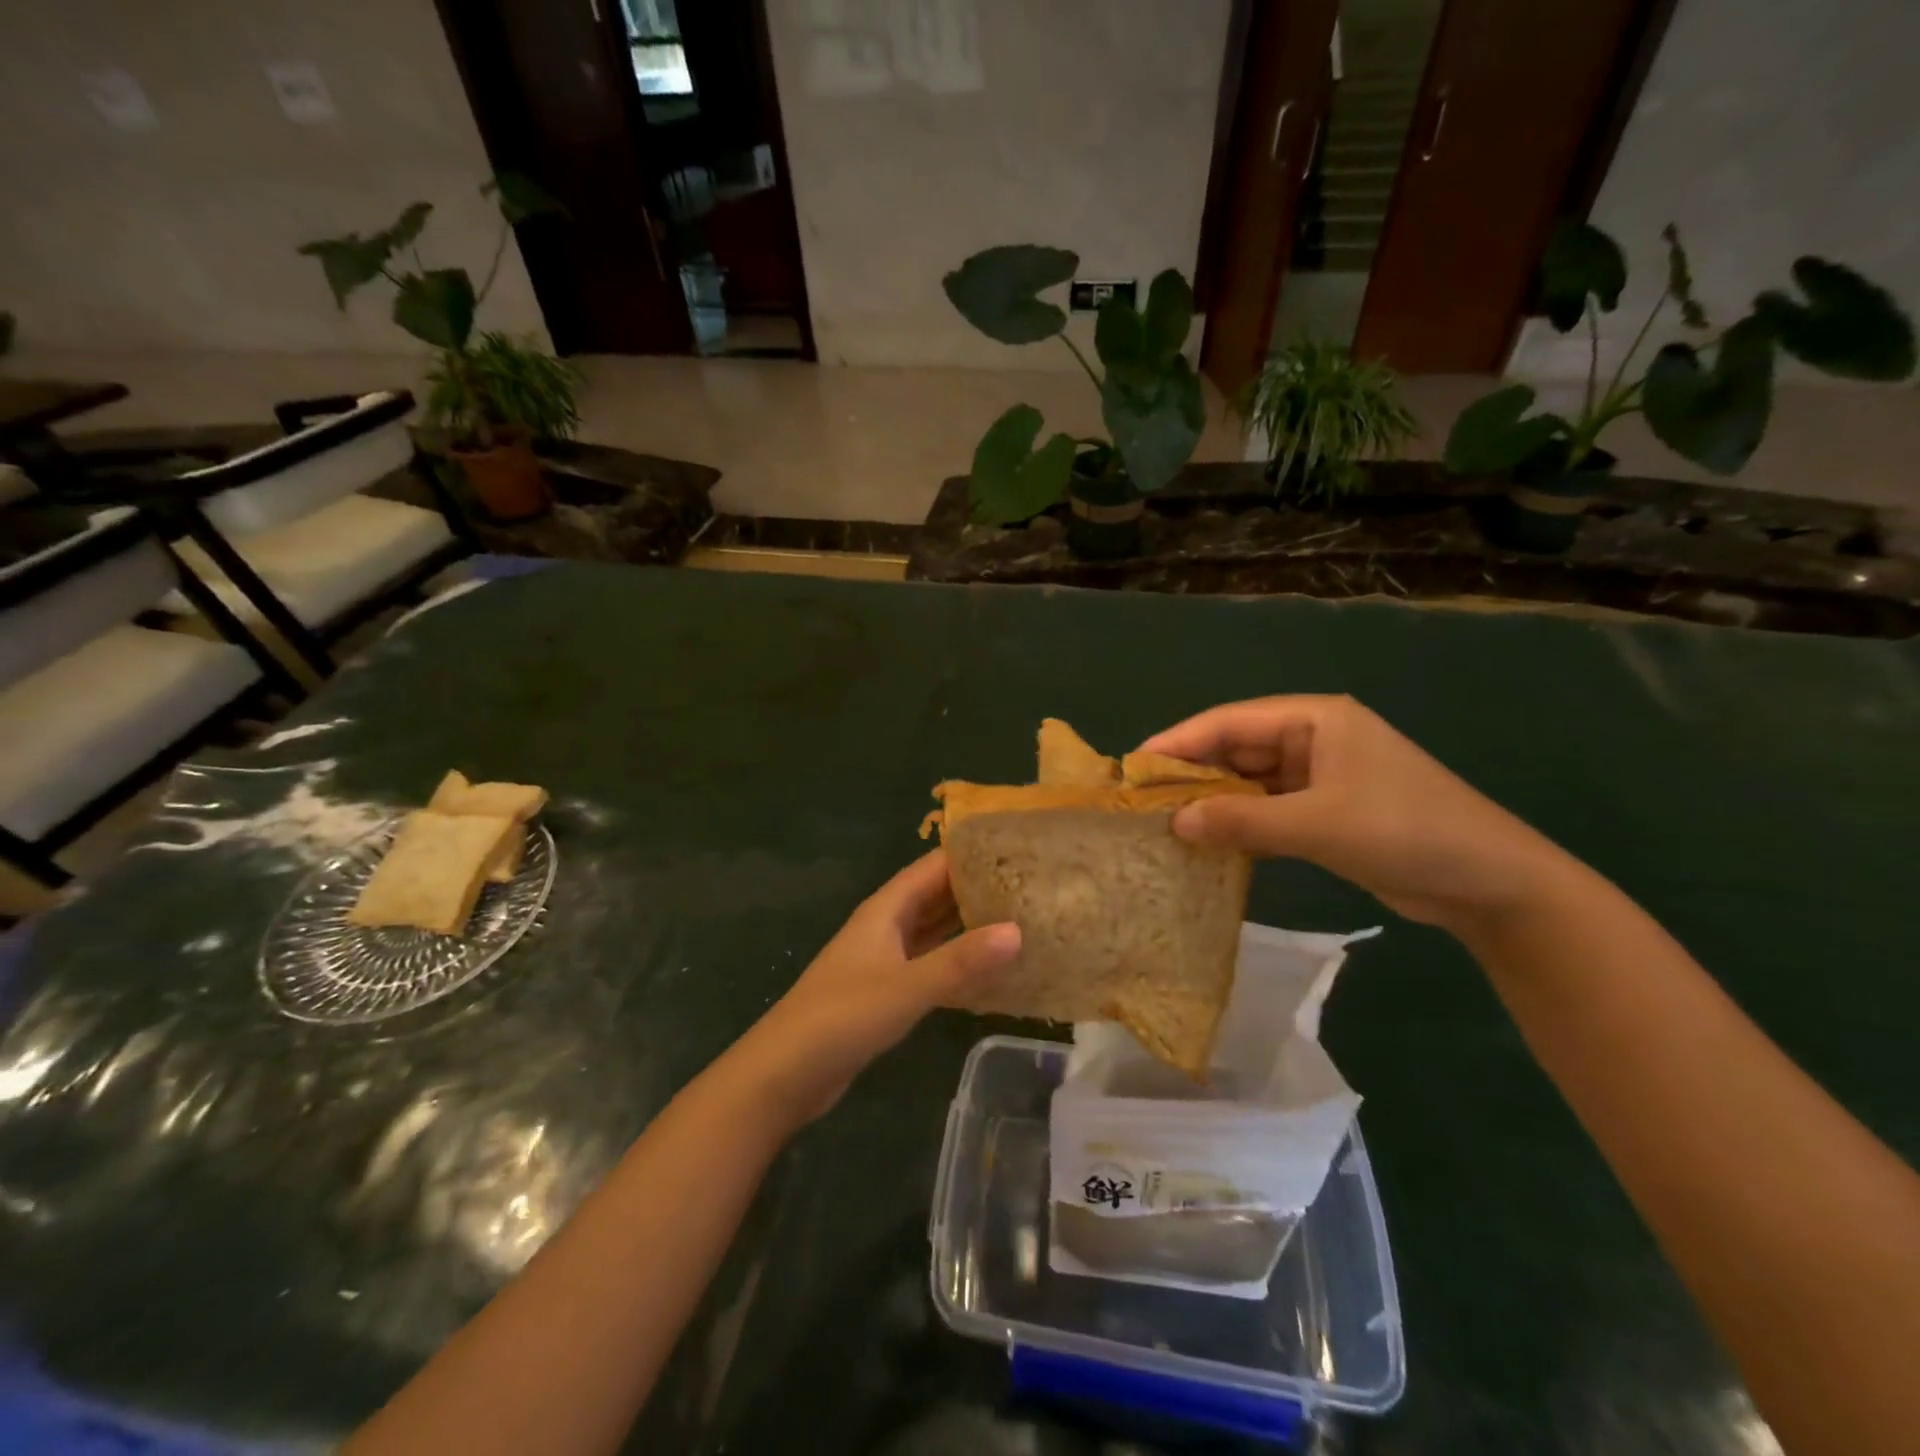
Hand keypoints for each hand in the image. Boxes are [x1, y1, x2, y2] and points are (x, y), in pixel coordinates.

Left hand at [731, 850, 1019, 1126]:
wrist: (785, 1072)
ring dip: (969, 924)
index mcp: (886, 910)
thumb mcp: (906, 987)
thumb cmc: (842, 1017)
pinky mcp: (886, 991)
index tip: (1017, 848)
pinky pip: (930, 963)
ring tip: (1021, 919)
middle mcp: (886, 926)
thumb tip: (1017, 930)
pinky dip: (957, 960)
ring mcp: (885, 959)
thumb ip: (960, 961)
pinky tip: (989, 969)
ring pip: (934, 930)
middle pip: (936, 895)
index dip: (972, 854)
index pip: (934, 866)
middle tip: (1030, 885)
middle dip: (978, 888)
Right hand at [1140, 695, 1581, 933]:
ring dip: (1213, 801)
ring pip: (1249, 781)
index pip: (1229, 721)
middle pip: (1236, 748)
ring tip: (1164, 823)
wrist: (1491, 883)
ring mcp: (1321, 776)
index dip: (1179, 741)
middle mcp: (1313, 738)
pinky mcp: (1326, 810)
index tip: (1133, 765)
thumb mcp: (1318, 825)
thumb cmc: (1405, 832)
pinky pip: (1267, 808)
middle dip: (1192, 773)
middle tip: (1141, 801)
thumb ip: (1241, 821)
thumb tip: (1174, 824)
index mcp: (1314, 719)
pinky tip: (1207, 840)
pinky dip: (1239, 822)